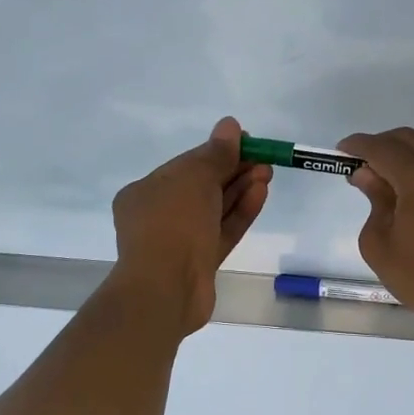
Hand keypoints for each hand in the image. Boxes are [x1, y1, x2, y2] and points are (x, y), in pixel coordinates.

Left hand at [108, 117, 271, 335]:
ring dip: (241, 189)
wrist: (165, 289)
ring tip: (268, 173)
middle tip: (264, 159)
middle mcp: (159, 215)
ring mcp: (180, 242)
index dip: (216, 152)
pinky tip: (260, 193)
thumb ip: (216, 153)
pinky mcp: (200, 263)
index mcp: (145, 192)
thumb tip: (230, 125)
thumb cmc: (172, 223)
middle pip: (202, 187)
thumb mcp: (195, 177)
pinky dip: (240, 212)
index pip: (185, 166)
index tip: (246, 142)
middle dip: (233, 171)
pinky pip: (222, 231)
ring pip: (215, 210)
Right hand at [338, 126, 413, 332]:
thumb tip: (368, 175)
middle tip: (364, 167)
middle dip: (382, 146)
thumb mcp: (380, 245)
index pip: (382, 148)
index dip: (358, 146)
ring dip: (410, 148)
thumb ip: (373, 202)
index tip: (341, 151)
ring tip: (395, 174)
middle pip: (408, 138)